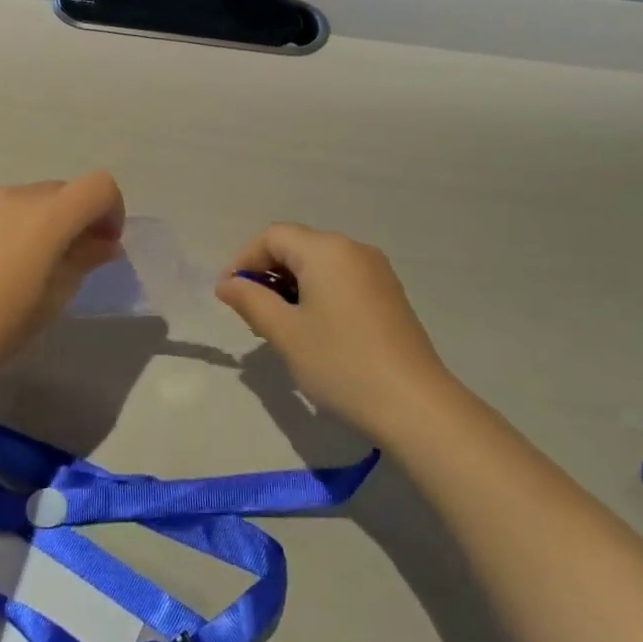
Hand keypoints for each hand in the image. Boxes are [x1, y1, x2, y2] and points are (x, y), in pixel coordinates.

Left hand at [0, 172, 125, 391]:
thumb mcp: (52, 301)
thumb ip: (83, 261)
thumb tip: (104, 243)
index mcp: (47, 216)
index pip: (100, 186)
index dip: (112, 210)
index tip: (103, 244)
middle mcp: (15, 195)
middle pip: (62, 192)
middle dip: (74, 218)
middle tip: (66, 260)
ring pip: (26, 199)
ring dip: (38, 221)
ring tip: (19, 265)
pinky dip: (4, 224)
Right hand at [216, 223, 449, 442]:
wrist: (415, 405)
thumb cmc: (341, 363)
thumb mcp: (286, 333)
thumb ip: (251, 301)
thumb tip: (227, 283)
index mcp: (326, 250)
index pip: (273, 236)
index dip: (244, 259)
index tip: (228, 294)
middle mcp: (353, 249)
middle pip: (298, 245)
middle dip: (267, 272)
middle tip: (251, 312)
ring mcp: (377, 271)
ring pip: (320, 263)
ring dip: (292, 284)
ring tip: (279, 324)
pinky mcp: (390, 294)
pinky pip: (342, 279)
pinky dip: (318, 292)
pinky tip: (315, 329)